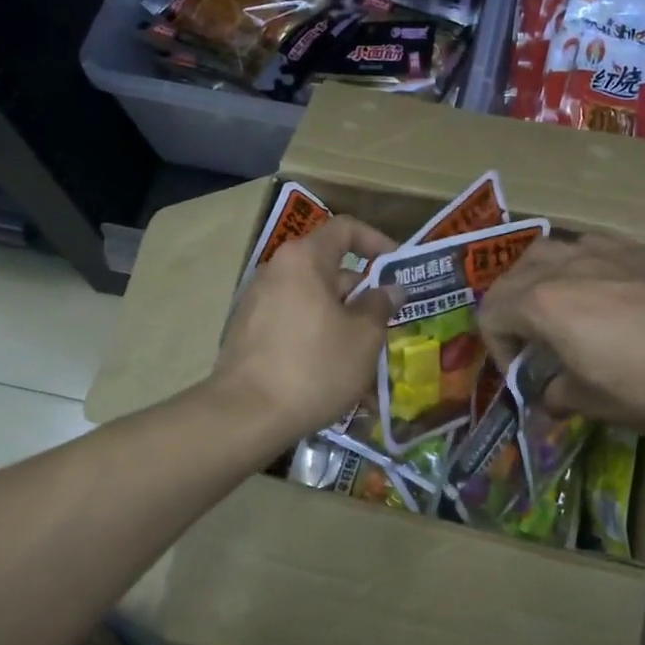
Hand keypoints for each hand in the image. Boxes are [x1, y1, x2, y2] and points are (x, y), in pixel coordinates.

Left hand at [214, 216, 401, 443]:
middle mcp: (277, 271)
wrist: (246, 415)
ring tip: (364, 351)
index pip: (346, 229)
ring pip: (312, 298)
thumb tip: (389, 290)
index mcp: (304, 259)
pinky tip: (332, 367)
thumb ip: (380, 306)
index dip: (377, 241)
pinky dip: (316, 333)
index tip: (398, 267)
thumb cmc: (314, 367)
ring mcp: (258, 301)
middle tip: (387, 320)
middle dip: (361, 291)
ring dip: (341, 317)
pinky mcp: (248, 331)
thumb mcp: (363, 338)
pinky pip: (293, 320)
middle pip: (328, 267)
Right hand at [478, 234, 644, 439]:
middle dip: (510, 308)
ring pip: (551, 248)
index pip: (492, 313)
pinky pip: (594, 246)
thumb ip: (558, 394)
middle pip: (513, 274)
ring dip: (540, 277)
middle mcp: (568, 266)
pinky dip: (582, 266)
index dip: (496, 347)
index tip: (520, 373)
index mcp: (544, 303)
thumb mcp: (594, 404)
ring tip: (559, 306)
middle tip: (529, 340)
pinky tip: (606, 291)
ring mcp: (608, 250)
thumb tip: (550, 395)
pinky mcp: (644, 249)